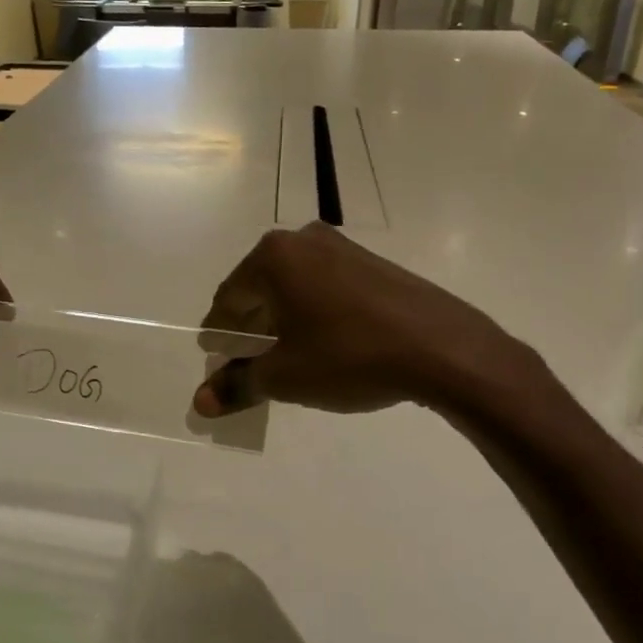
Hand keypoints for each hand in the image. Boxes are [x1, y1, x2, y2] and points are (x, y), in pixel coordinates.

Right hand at [192, 222, 549, 420]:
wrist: (442, 348)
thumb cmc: (349, 356)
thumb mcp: (285, 376)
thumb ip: (238, 384)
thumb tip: (200, 403)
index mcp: (274, 257)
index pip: (229, 298)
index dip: (219, 332)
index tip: (215, 358)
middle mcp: (304, 240)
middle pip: (260, 287)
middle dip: (251, 325)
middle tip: (248, 361)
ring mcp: (343, 247)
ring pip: (294, 285)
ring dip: (283, 318)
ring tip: (285, 356)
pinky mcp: (374, 262)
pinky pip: (326, 285)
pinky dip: (314, 311)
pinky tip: (324, 343)